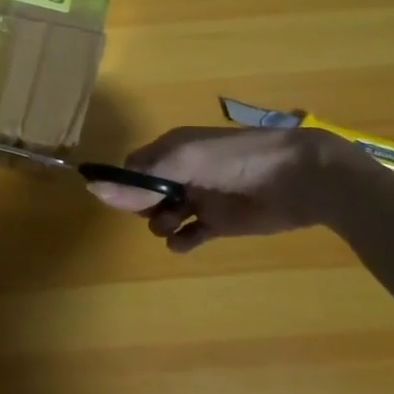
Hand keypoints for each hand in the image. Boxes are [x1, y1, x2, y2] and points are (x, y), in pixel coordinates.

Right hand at [87, 127, 365, 251]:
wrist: (300, 178)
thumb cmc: (236, 160)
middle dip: (142, 205)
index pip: (133, 168)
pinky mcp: (221, 223)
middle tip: (154, 211)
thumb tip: (93, 188)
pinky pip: (190, 235)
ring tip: (174, 226)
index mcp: (171, 150)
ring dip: (161, 223)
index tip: (121, 200)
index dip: (124, 185)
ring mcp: (202, 198)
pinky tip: (184, 243)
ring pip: (164, 215)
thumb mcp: (183, 161)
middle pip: (145, 193)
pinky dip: (182, 241)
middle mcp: (182, 173)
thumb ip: (140, 178)